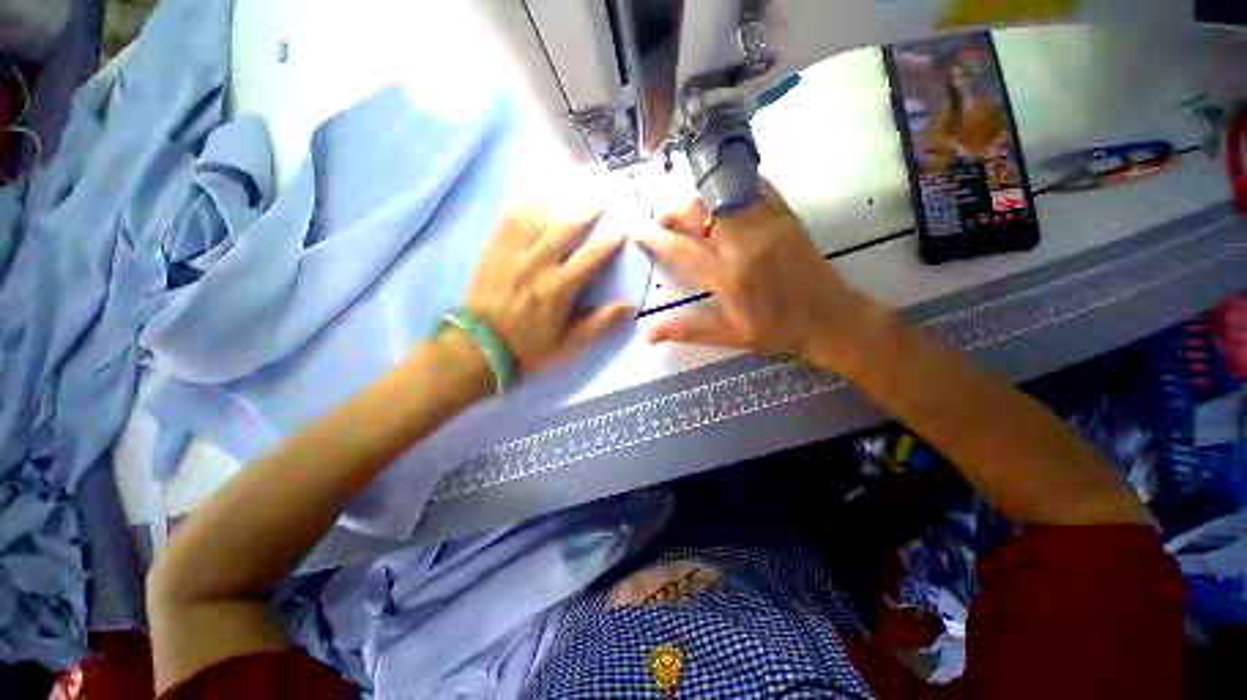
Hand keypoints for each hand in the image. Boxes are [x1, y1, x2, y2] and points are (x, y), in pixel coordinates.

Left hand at [465, 208, 634, 373]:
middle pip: (565, 229)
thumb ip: (597, 325)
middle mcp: (537, 264)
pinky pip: (510, 220)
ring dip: (559, 206)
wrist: (478, 347)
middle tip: (601, 202)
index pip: (590, 258)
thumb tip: (628, 305)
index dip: (608, 242)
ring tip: (572, 196)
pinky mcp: (493, 250)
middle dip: (586, 214)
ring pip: (538, 219)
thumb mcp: (567, 346)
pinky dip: (525, 206)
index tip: (621, 230)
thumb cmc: (527, 348)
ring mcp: (512, 254)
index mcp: (557, 289)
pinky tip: (534, 198)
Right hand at [633, 180, 873, 367]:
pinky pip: (756, 187)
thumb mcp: (729, 337)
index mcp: (727, 278)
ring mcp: (768, 225)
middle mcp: (743, 246)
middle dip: (674, 212)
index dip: (654, 238)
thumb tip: (648, 335)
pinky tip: (725, 194)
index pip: (681, 251)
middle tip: (664, 220)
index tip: (637, 229)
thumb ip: (687, 331)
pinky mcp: (787, 216)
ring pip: (722, 195)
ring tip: (690, 212)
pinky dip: (735, 185)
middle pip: (698, 212)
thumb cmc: (776, 332)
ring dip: (699, 200)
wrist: (830, 319)